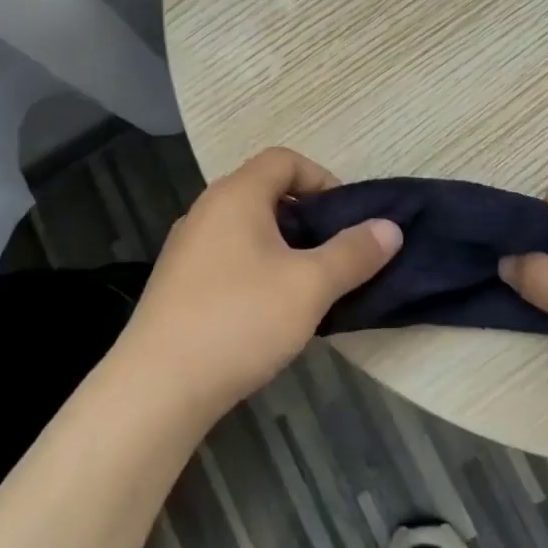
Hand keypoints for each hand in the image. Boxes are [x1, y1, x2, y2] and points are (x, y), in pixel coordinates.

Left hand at [120, 147, 401, 417]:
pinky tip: (268, 312)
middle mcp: (206, 211)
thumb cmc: (240, 320)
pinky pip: (227, 258)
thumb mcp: (310, 286)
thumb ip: (353, 253)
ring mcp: (186, 248)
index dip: (322, 179)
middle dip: (306, 218)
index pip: (284, 160)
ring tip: (307, 286)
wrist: (158, 387)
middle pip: (265, 193)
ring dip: (282, 247)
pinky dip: (256, 269)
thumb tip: (390, 227)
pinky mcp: (177, 284)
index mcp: (235, 195)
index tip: (345, 219)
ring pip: (246, 229)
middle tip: (333, 255)